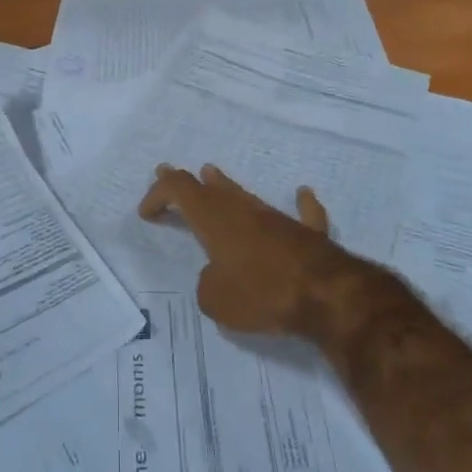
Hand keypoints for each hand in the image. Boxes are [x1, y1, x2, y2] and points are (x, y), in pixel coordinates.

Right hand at [137, 164, 376, 338]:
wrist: (324, 294)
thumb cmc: (261, 293)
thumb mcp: (215, 300)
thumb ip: (208, 285)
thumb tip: (218, 277)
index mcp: (214, 220)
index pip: (178, 190)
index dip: (158, 194)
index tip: (147, 213)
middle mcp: (243, 210)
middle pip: (210, 187)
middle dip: (187, 182)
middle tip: (167, 171)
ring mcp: (277, 218)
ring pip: (246, 196)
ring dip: (227, 187)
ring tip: (213, 174)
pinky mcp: (308, 234)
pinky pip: (304, 214)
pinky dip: (301, 205)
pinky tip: (303, 195)